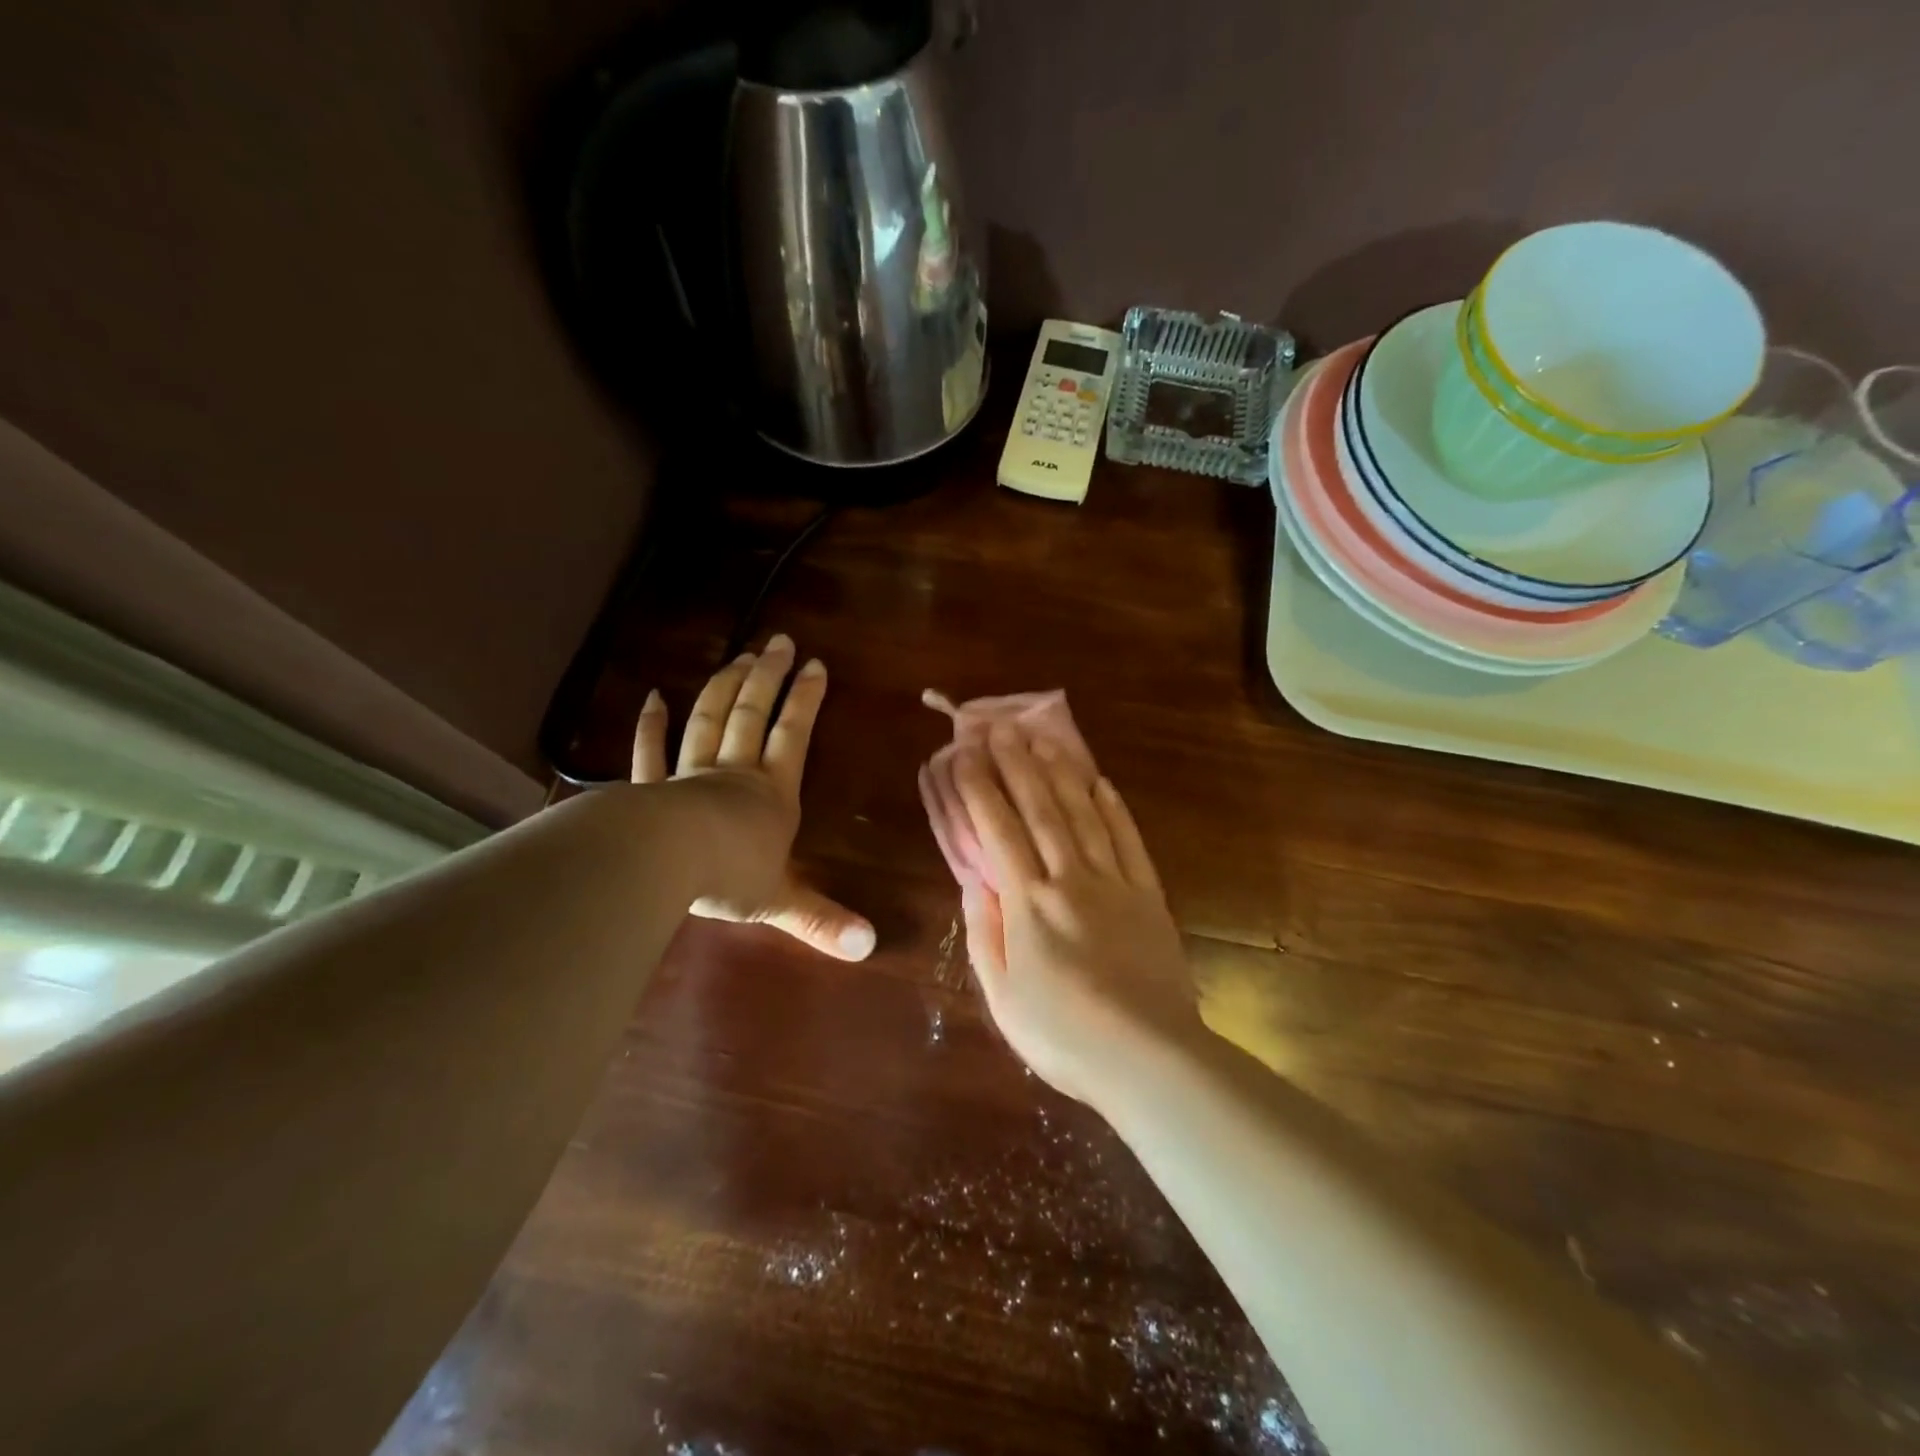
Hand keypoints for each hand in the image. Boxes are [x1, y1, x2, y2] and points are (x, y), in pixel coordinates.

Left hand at [633, 635, 875, 960]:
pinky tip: (653, 696)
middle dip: (767, 677)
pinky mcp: (651, 788)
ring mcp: (689, 775)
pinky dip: (651, 724)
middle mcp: (735, 773)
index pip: (793, 737)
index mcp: (772, 794)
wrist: (664, 863)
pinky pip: (651, 750)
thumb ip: (823, 920)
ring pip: (709, 720)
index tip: (815, 664)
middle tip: (778, 642)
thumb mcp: (782, 902)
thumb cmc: (729, 876)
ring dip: (724, 687)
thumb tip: (870, 947)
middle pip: (752, 715)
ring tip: (738, 655)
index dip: (805, 700)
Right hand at [950, 722, 1207, 1105]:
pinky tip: (1100, 782)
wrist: (1148, 1057)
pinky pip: (1128, 841)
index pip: (998, 830)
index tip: (965, 755)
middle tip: (1000, 727)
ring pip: (1083, 815)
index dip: (979, 788)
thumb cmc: (1063, 1034)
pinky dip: (1113, 808)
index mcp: (1029, 903)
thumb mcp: (1002, 994)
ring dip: (1061, 772)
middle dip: (1017, 764)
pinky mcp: (1148, 895)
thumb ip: (984, 932)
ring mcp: (1115, 883)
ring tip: (1043, 738)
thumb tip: (973, 881)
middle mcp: (1070, 879)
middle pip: (1040, 809)